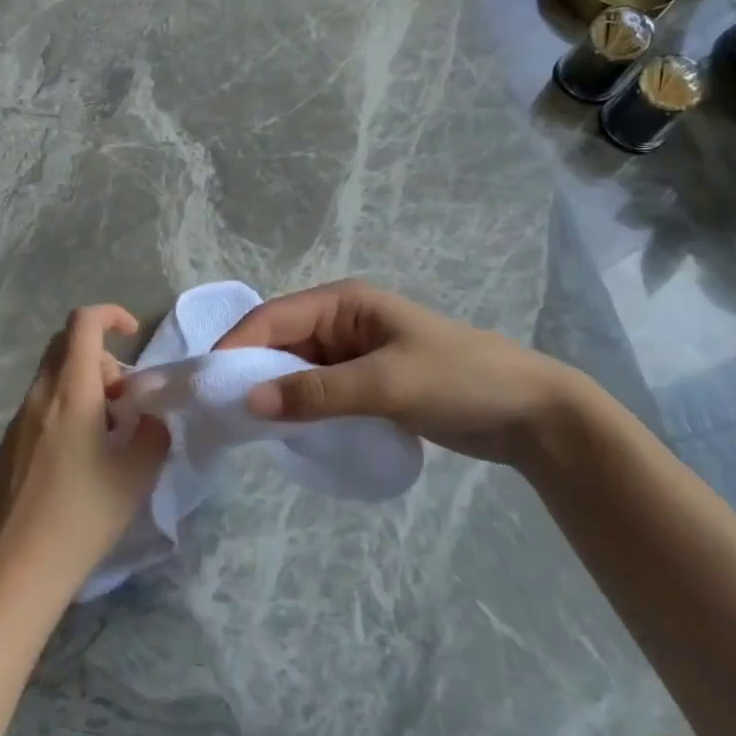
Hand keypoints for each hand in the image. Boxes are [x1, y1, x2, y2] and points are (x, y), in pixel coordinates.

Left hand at [0, 306, 169, 598]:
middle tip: (124, 398)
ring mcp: (17, 421)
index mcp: (72, 392)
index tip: (133, 335)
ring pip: (52, 377)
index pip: (83, 323)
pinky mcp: (6, 446)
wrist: (19, 568)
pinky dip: (63, 409)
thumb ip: (153, 431)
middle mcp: (39, 395)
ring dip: (83, 385)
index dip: (111, 314)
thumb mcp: (137, 473)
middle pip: (66, 345)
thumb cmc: (84, 514)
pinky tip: (76, 458)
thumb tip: (148, 417)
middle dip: (101, 357)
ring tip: (105, 431)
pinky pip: (39, 407)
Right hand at [214, 279, 599, 464]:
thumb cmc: (458, 379)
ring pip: (294, 369)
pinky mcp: (365, 385)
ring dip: (271, 393)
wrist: (529, 412)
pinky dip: (297, 407)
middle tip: (215, 413)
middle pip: (278, 342)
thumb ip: (317, 392)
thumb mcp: (386, 383)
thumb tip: (248, 402)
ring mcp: (353, 355)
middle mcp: (341, 322)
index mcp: (343, 302)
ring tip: (239, 428)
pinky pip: (316, 391)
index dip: (236, 347)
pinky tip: (282, 432)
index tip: (206, 385)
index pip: (273, 317)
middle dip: (248, 372)